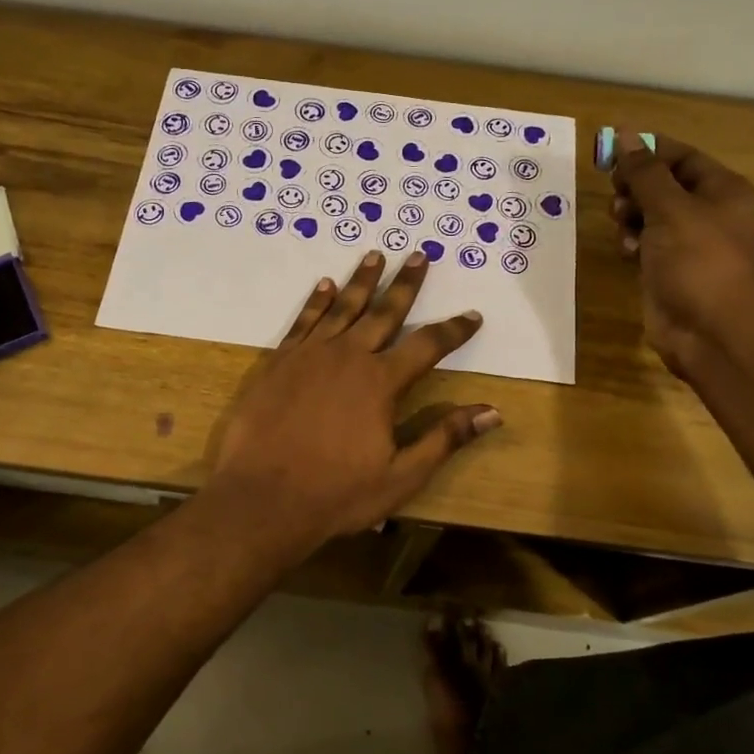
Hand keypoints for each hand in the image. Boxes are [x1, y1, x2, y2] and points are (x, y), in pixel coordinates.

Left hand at [206, 250, 501, 547]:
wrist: (261, 498)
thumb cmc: (336, 493)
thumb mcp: (401, 476)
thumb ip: (444, 438)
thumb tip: (492, 412)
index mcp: (380, 382)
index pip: (427, 346)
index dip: (453, 331)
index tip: (472, 315)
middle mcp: (348, 356)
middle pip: (384, 312)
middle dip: (406, 284)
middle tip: (419, 255)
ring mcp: (310, 355)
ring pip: (343, 307)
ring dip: (362, 281)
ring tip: (376, 255)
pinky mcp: (279, 361)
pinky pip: (304, 320)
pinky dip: (317, 301)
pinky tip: (325, 285)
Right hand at [609, 130, 753, 374]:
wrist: (712, 330)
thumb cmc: (698, 260)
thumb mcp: (670, 208)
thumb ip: (644, 172)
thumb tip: (624, 135)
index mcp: (722, 190)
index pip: (681, 157)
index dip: (647, 150)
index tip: (609, 151)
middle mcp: (708, 213)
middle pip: (662, 185)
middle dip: (635, 186)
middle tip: (615, 193)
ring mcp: (688, 244)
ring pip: (649, 215)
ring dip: (630, 216)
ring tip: (622, 224)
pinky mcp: (669, 270)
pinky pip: (645, 245)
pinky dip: (633, 243)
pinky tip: (628, 253)